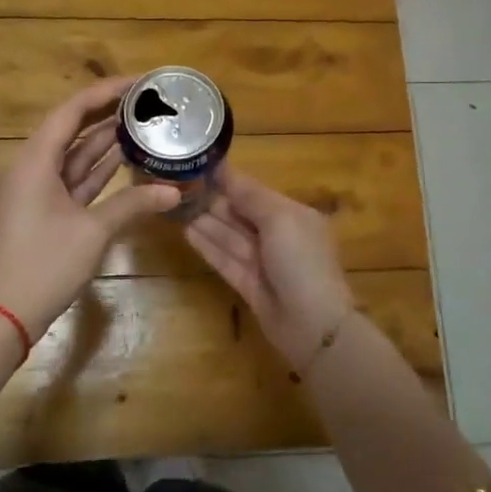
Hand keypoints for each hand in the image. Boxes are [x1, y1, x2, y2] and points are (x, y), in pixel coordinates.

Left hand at [0, 78, 180, 338]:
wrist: (4, 314)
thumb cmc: (44, 264)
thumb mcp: (93, 231)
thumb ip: (133, 204)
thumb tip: (174, 191)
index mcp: (34, 160)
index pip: (72, 110)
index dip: (106, 92)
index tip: (139, 82)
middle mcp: (32, 167)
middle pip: (72, 129)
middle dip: (109, 114)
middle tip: (148, 102)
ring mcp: (36, 190)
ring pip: (74, 155)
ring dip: (105, 141)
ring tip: (144, 124)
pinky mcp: (43, 211)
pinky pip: (73, 179)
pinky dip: (97, 170)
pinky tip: (125, 159)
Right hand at [184, 168, 355, 367]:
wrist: (313, 324)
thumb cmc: (300, 261)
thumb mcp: (279, 218)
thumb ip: (250, 196)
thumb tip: (225, 170)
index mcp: (293, 215)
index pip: (256, 192)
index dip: (230, 181)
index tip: (200, 166)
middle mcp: (278, 236)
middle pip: (241, 214)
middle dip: (214, 201)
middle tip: (180, 186)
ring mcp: (263, 262)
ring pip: (230, 237)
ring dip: (206, 222)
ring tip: (177, 205)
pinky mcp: (249, 284)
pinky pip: (225, 259)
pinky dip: (207, 246)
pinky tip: (187, 231)